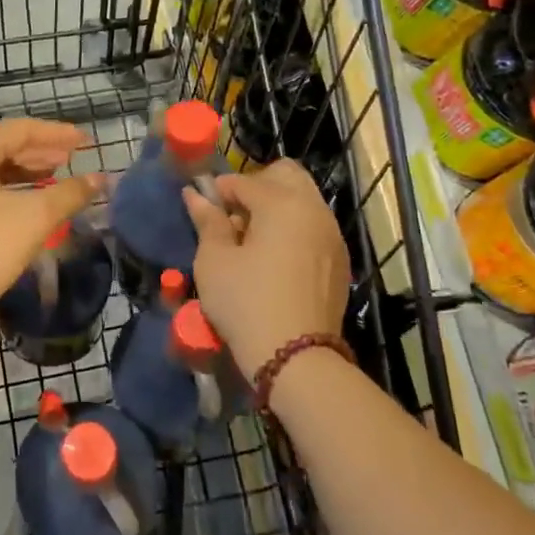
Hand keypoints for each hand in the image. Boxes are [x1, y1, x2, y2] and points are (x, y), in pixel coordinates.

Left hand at [0, 118, 99, 340]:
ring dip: (29, 171)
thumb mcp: (35, 217)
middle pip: (6, 146)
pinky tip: (33, 203)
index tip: (85, 141)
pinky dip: (14, 190)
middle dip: (43, 151)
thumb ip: (70, 193)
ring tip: (59, 176)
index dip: (57, 133)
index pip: (21, 130)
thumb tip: (100, 179)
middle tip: (75, 157)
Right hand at [184, 160, 347, 378]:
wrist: (295, 357)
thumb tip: (196, 195)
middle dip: (257, 185)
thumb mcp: (214, 260)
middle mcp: (314, 210)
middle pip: (286, 176)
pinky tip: (272, 258)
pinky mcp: (339, 261)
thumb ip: (208, 221)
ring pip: (303, 201)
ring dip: (276, 206)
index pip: (245, 181)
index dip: (219, 190)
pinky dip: (293, 229)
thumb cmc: (245, 301)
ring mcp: (332, 236)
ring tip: (250, 239)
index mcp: (283, 203)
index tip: (203, 206)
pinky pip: (313, 227)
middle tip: (233, 215)